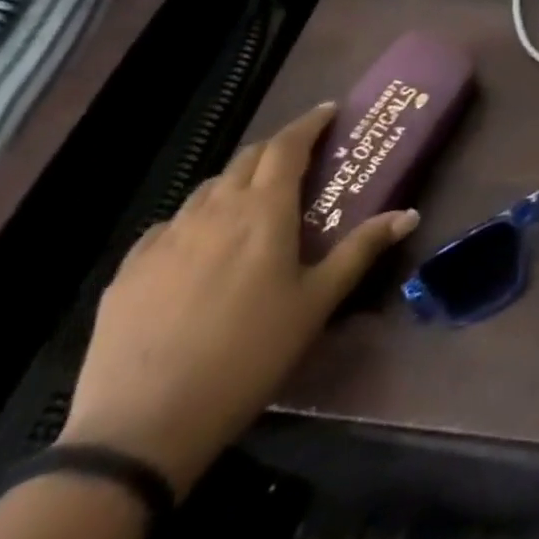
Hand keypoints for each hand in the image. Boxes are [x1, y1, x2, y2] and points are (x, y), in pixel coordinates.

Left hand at [59, 103, 417, 495]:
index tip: (328, 111)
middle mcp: (213, 210)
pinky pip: (170, 226)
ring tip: (252, 202)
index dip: (309, 124)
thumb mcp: (317, 303)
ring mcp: (165, 239)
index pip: (288, 146)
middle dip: (276, 149)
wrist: (141, 427)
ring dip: (237, 183)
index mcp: (263, 211)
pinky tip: (199, 248)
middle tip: (300, 157)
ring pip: (207, 190)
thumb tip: (409, 214)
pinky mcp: (129, 271)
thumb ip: (361, 250)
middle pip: (247, 159)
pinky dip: (196, 220)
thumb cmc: (249, 355)